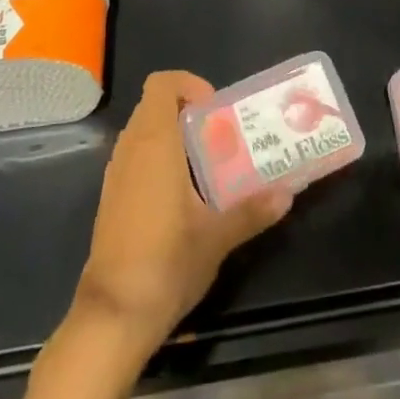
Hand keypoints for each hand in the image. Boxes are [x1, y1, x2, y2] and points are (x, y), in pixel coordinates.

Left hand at [74, 71, 290, 357]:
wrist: (114, 314)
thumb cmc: (166, 261)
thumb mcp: (217, 236)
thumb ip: (252, 210)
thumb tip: (288, 193)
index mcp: (154, 143)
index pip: (161, 84)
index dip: (189, 85)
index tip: (215, 110)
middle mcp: (130, 149)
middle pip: (154, 105)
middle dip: (188, 112)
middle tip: (221, 136)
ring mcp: (116, 173)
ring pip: (144, 132)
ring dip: (174, 136)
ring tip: (209, 163)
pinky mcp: (112, 198)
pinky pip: (136, 157)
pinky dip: (159, 158)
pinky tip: (184, 194)